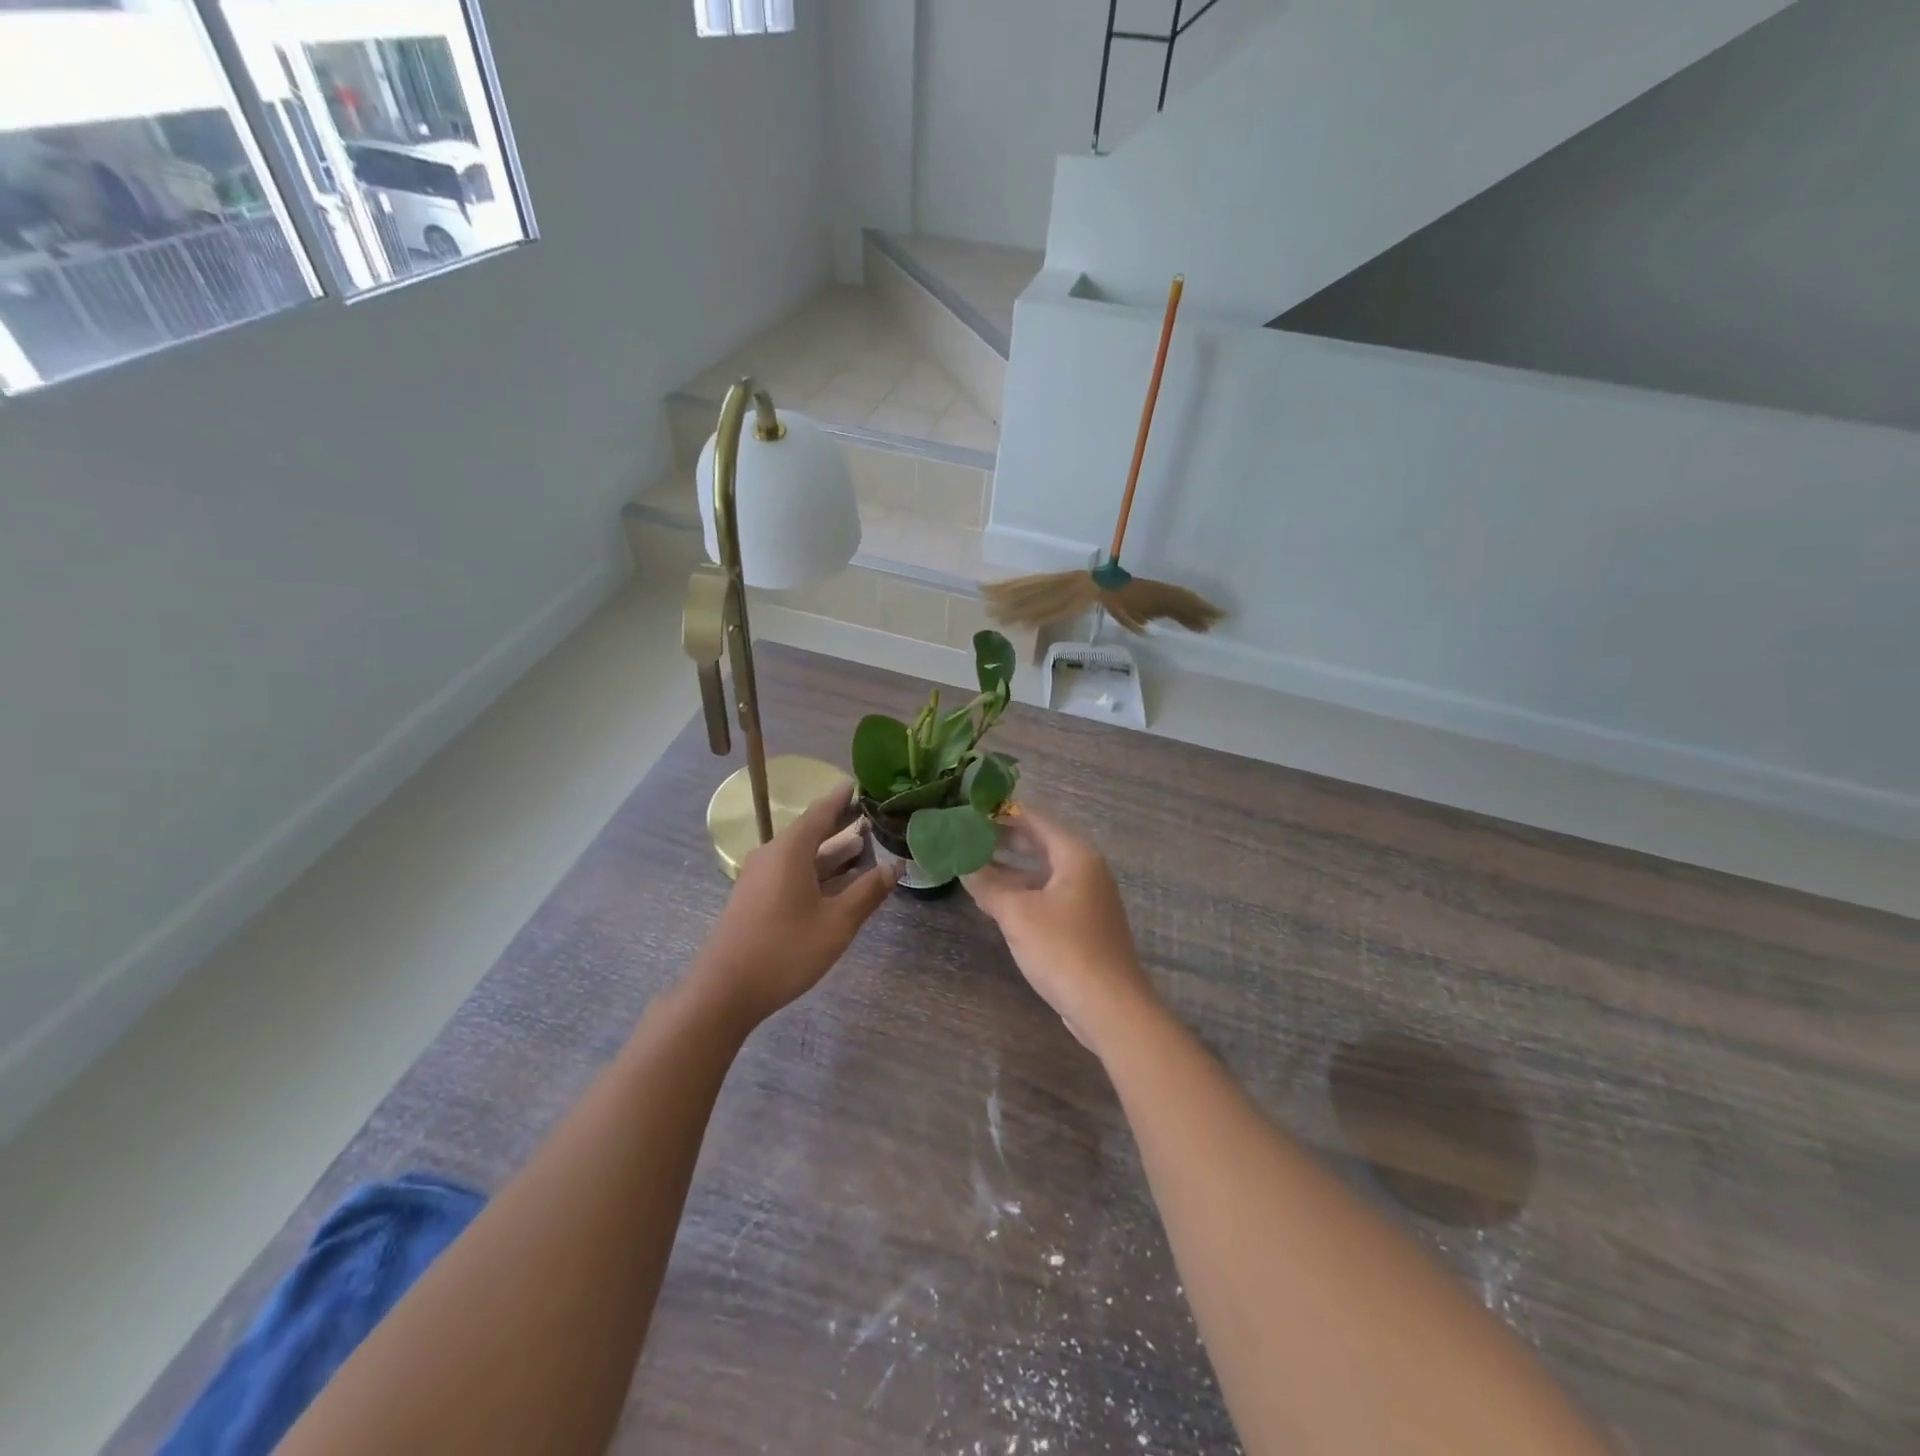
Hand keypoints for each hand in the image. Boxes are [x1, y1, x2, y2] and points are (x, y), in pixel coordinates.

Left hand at [689, 785, 897, 1028]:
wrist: (724, 991)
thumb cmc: (784, 951)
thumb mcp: (836, 923)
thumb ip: (868, 892)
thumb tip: (896, 866)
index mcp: (790, 850)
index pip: (821, 812)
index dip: (842, 798)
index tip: (861, 783)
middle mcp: (773, 855)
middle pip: (812, 831)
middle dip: (842, 825)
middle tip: (873, 816)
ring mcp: (761, 877)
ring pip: (803, 855)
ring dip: (832, 852)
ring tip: (865, 847)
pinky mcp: (756, 898)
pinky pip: (792, 872)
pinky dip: (818, 871)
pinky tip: (839, 883)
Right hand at [962, 808, 1160, 1053]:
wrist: (1110, 1006)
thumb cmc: (1063, 949)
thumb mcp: (1017, 914)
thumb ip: (987, 885)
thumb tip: (962, 864)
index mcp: (1076, 855)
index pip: (1035, 820)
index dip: (1003, 813)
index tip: (972, 810)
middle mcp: (1087, 869)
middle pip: (1041, 843)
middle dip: (1005, 839)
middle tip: (968, 834)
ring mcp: (1089, 898)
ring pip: (1044, 871)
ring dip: (1012, 868)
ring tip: (975, 864)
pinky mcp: (1085, 924)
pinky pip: (1049, 894)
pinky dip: (1024, 891)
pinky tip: (999, 900)